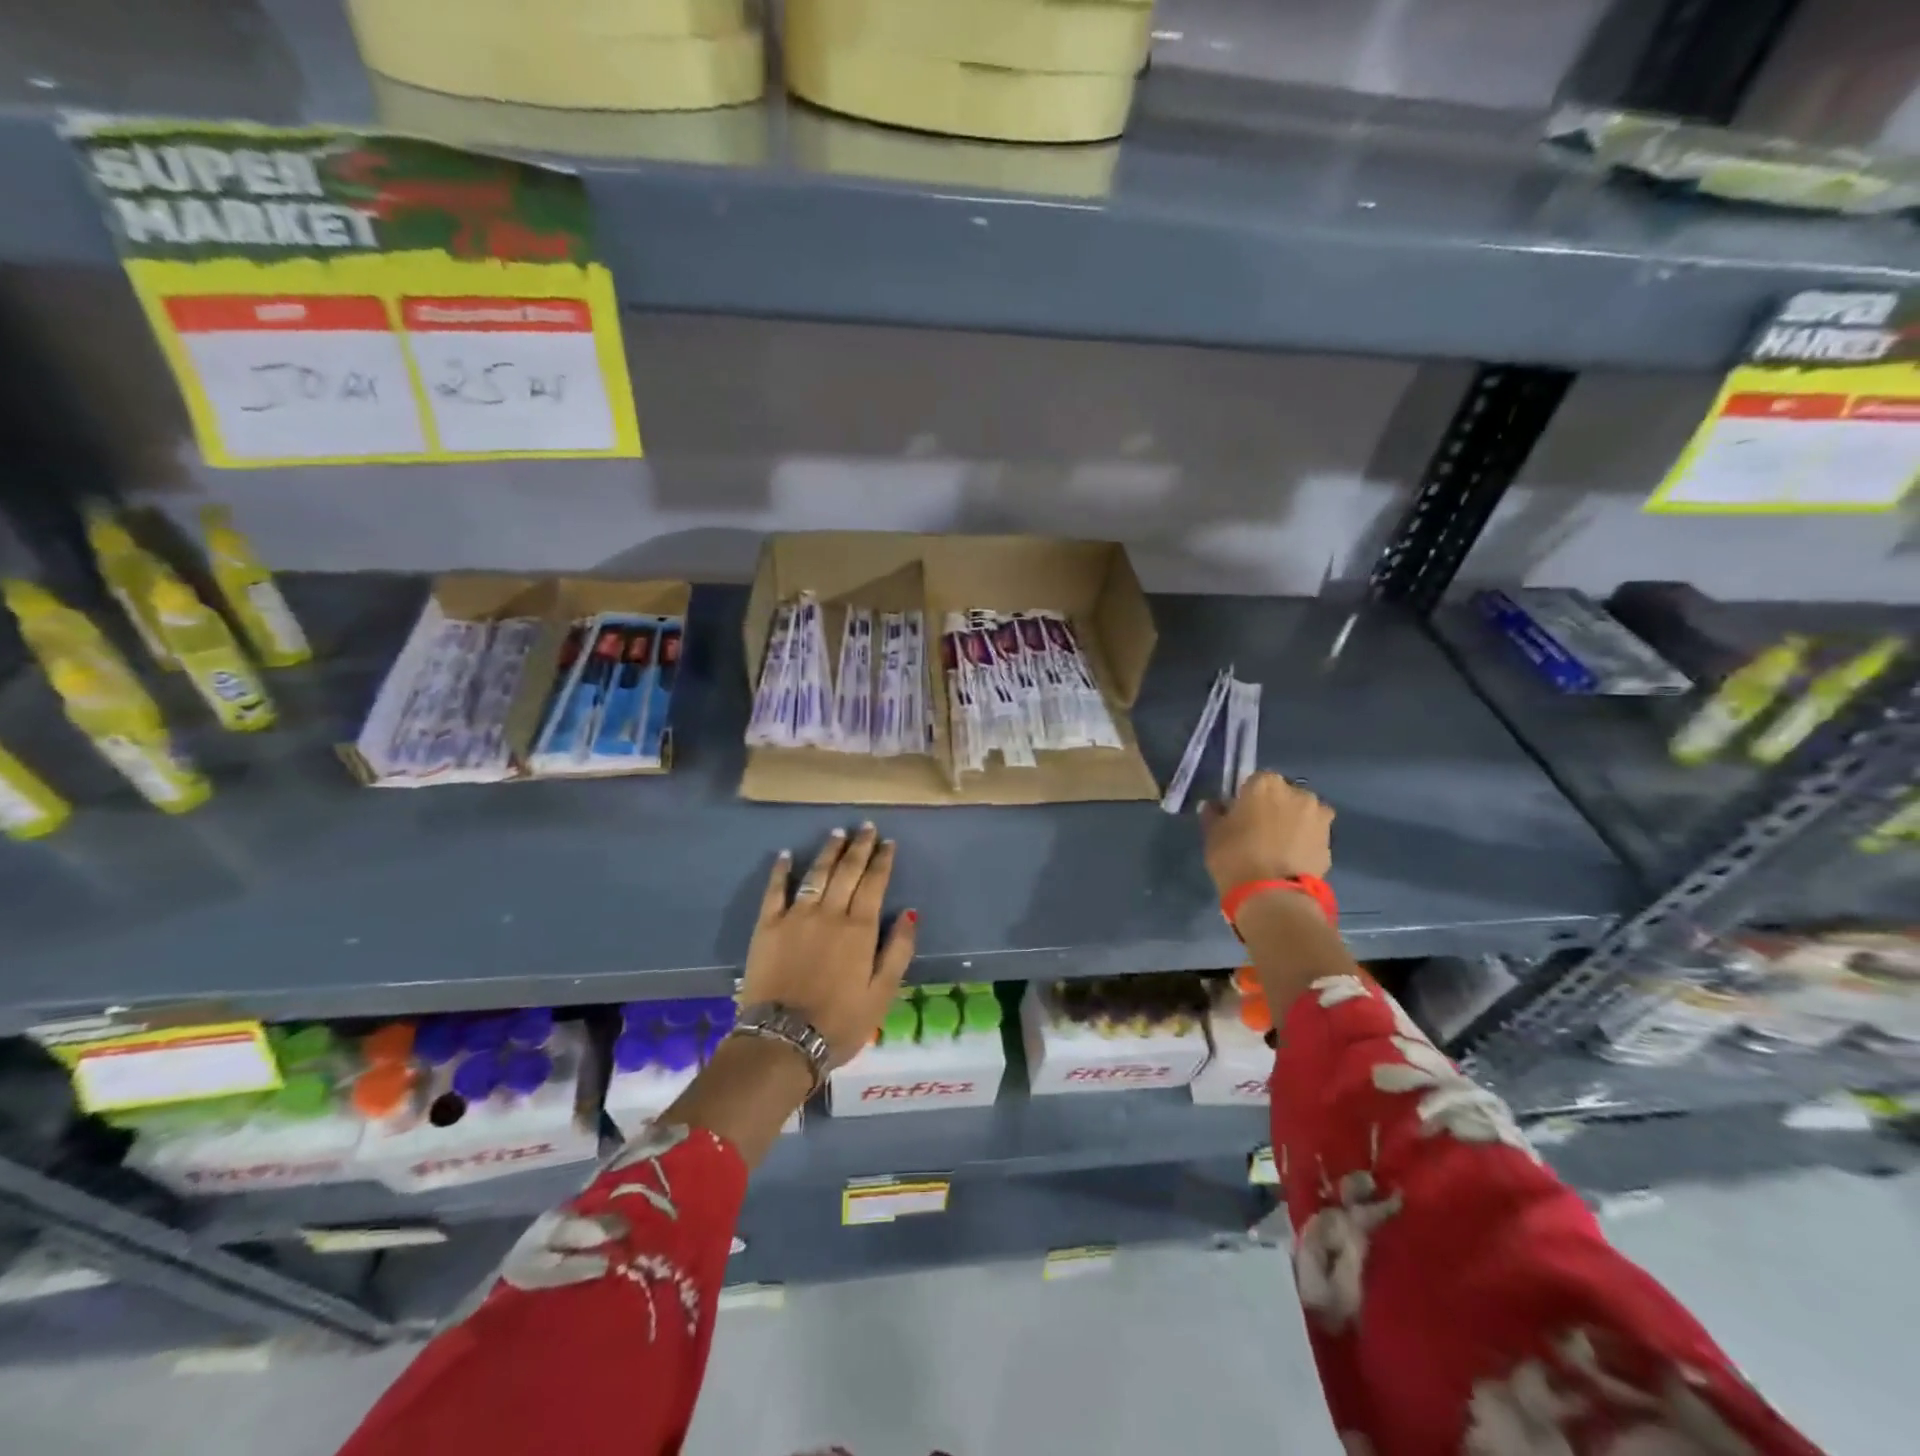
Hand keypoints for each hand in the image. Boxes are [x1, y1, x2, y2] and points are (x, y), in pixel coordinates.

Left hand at [742, 824, 917, 1069]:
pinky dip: (781, 870)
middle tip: (866, 827)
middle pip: (847, 871)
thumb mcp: (882, 993)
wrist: (783, 1040)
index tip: (888, 842)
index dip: (882, 860)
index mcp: (860, 929)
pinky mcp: (767, 926)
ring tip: (837, 833)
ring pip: (816, 873)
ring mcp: (796, 917)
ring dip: (828, 851)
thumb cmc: (840, 1022)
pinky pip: (775, 890)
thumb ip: (898, 950)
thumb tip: (910, 912)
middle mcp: (829, 913)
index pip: (874, 883)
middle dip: (859, 847)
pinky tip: (786, 855)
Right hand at [1199, 771, 1333, 895]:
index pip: (1255, 781)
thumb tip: (1214, 806)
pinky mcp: (1330, 841)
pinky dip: (1304, 842)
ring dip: (1293, 823)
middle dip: (1274, 807)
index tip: (1239, 814)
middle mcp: (1297, 792)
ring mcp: (1318, 816)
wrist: (1272, 895)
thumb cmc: (1234, 856)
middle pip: (1283, 794)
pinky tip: (1290, 860)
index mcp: (1265, 783)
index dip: (1247, 797)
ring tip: (1278, 847)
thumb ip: (1214, 814)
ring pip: (1302, 814)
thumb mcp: (1213, 834)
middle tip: (1259, 830)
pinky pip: (1312, 835)